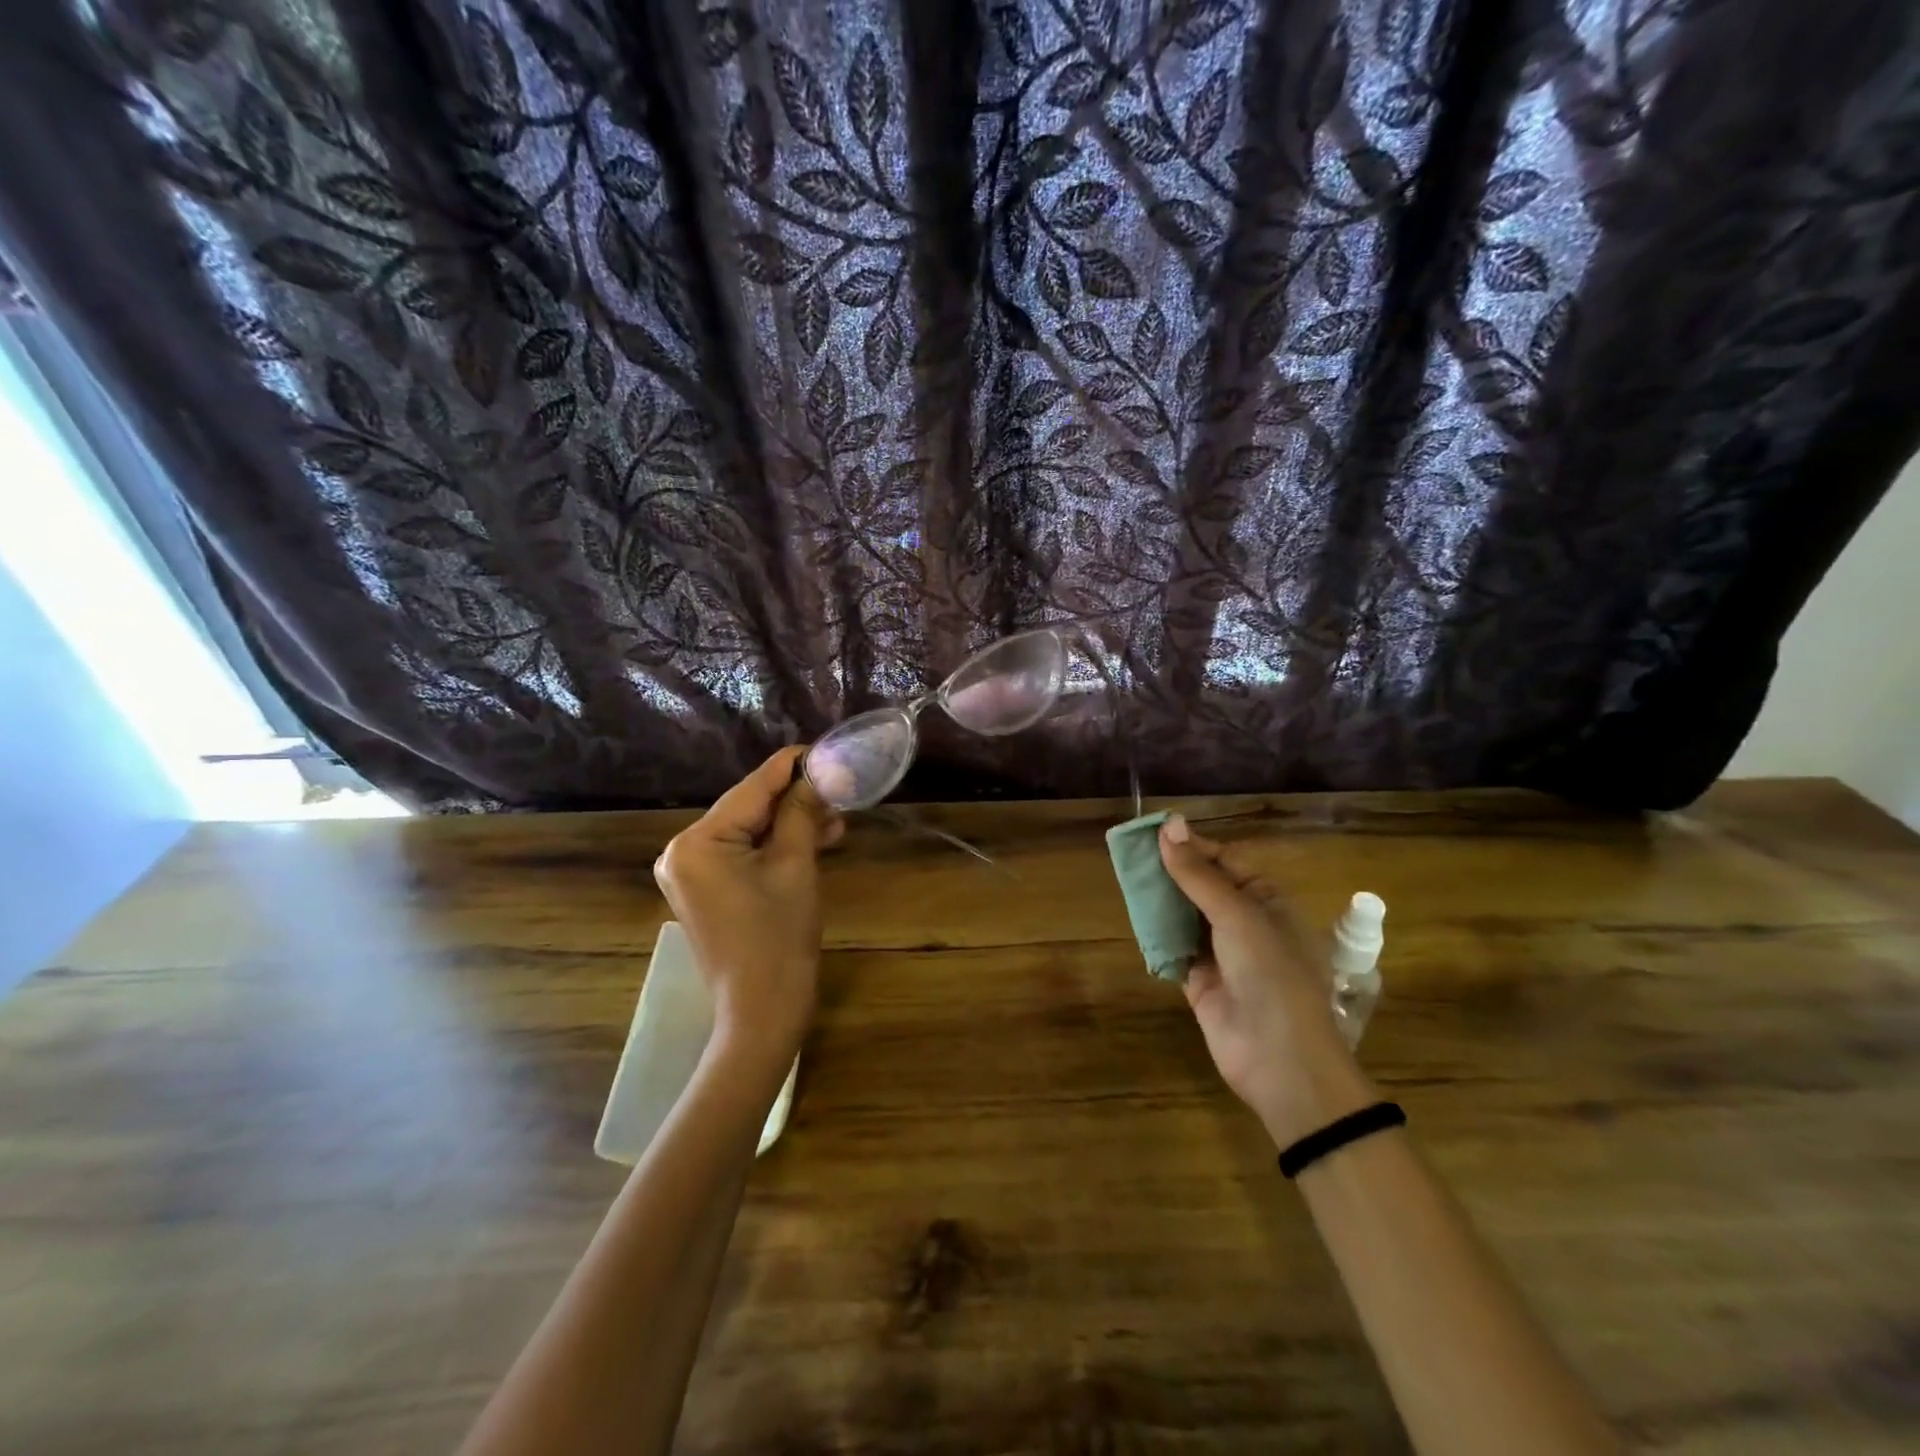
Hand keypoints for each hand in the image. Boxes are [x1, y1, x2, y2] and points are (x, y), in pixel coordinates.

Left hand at [654, 747, 843, 1069]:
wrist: (762, 1012)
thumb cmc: (779, 937)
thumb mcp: (795, 866)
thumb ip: (803, 811)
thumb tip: (819, 772)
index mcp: (697, 842)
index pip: (752, 788)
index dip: (792, 766)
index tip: (824, 747)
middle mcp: (683, 851)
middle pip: (749, 809)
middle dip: (796, 800)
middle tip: (841, 791)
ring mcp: (691, 873)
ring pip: (750, 832)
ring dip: (791, 824)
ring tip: (836, 819)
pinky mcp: (706, 891)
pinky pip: (744, 855)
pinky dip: (776, 847)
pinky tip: (815, 840)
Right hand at [1157, 814, 1374, 1145]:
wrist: (1280, 1058)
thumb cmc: (1270, 973)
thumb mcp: (1236, 913)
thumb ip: (1197, 873)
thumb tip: (1169, 824)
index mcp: (1267, 901)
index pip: (1225, 861)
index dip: (1191, 846)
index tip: (1152, 833)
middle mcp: (1245, 923)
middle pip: (1201, 888)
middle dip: (1170, 873)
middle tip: (1129, 856)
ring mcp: (1221, 954)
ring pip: (1184, 917)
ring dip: (1159, 902)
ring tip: (1125, 879)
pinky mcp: (1199, 981)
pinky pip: (1173, 949)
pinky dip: (1155, 936)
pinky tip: (1133, 917)